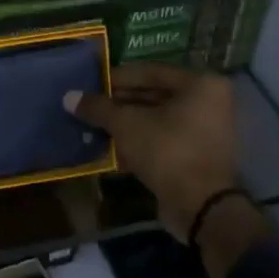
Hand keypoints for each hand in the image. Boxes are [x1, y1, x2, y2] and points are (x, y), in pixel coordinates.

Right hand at [65, 64, 238, 241]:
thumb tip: (68, 97)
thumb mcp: (127, 125)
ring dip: (127, 124)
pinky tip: (112, 148)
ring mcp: (206, 131)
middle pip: (155, 95)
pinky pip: (164, 140)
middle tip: (91, 108)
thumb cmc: (167, 150)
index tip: (91, 85)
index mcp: (200, 84)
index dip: (117, 78)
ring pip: (158, 120)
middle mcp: (209, 102)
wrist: (201, 206)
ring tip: (96, 127)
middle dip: (120, 103)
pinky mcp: (198, 155)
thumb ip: (99, 108)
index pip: (151, 71)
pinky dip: (140, 142)